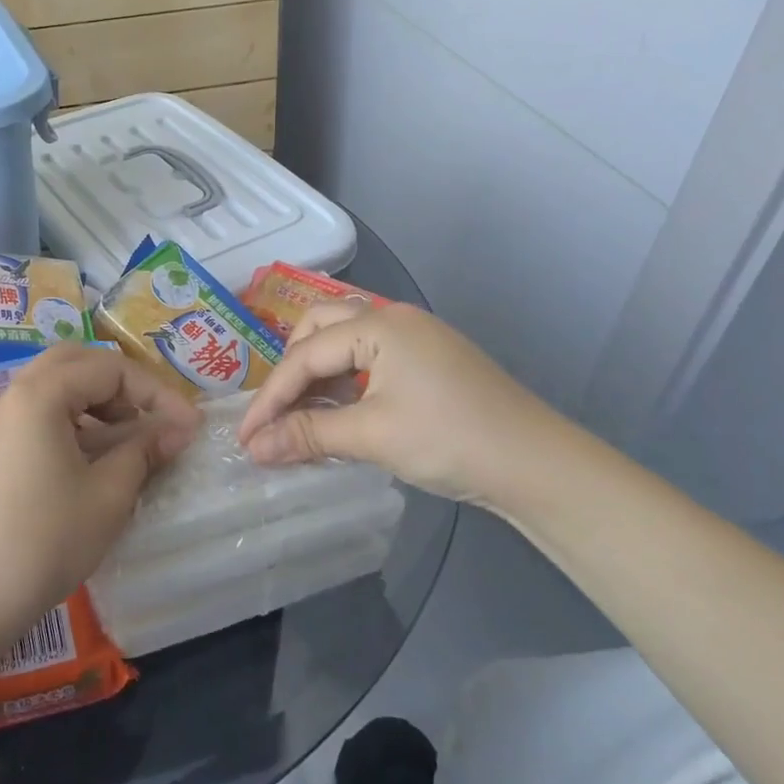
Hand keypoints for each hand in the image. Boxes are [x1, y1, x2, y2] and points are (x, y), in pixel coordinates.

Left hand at [0, 345, 201, 641]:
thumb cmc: (46, 540)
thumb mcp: (108, 495)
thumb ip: (144, 450)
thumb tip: (178, 430)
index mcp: (40, 394)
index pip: (109, 368)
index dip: (156, 393)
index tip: (189, 426)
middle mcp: (13, 396)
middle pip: (74, 363)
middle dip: (120, 384)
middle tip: (150, 417)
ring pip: (53, 388)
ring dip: (95, 402)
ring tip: (126, 440)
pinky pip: (36, 415)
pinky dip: (70, 422)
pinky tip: (90, 461)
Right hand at [237, 302, 575, 511]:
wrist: (538, 465)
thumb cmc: (449, 440)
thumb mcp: (371, 436)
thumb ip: (307, 434)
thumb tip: (253, 448)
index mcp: (378, 324)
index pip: (305, 355)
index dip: (270, 398)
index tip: (246, 437)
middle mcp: (394, 318)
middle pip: (320, 329)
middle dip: (291, 370)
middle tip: (276, 413)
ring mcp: (416, 337)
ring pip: (345, 342)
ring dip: (318, 374)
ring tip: (302, 415)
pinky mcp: (429, 360)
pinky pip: (370, 359)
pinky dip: (345, 382)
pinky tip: (339, 412)